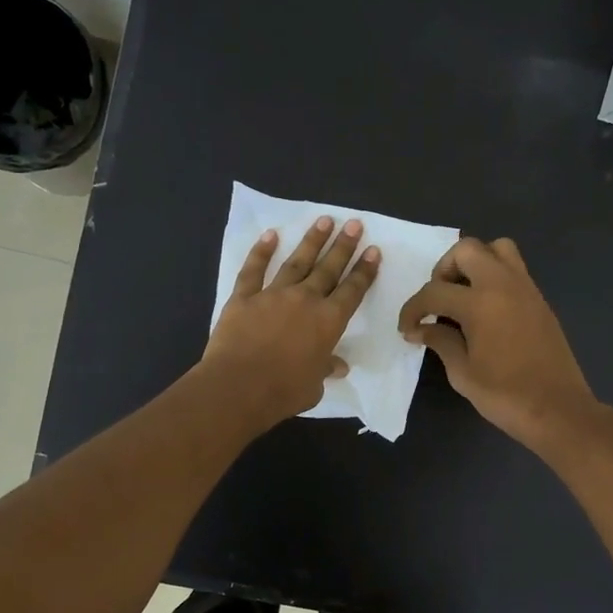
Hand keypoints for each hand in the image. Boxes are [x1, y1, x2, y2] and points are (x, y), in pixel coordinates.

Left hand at [204, 215, 380, 430]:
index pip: (352, 291)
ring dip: (311, 241)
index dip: (364, 271)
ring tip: (324, 220)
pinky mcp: (243, 298)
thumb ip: (325, 369)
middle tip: (354, 224)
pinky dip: (260, 252)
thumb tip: (338, 366)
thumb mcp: (314, 386)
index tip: (373, 251)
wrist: (239, 387)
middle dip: (343, 246)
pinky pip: (253, 270)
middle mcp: (305, 300)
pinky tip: (270, 235)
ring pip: (296, 262)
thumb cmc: (283, 391)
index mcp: (328, 322)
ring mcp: (272, 295)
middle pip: (328, 268)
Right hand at [399, 236, 598, 449]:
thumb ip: (440, 342)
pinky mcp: (539, 300)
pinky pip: (513, 269)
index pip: (434, 291)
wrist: (558, 410)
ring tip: (463, 295)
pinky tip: (485, 310)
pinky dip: (494, 277)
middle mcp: (504, 285)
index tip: (407, 328)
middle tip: (438, 301)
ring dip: (474, 263)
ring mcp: (526, 289)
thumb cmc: (505, 395)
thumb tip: (421, 329)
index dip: (413, 309)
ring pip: (497, 249)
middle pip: (467, 250)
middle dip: (443, 269)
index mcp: (480, 303)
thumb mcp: (462, 373)